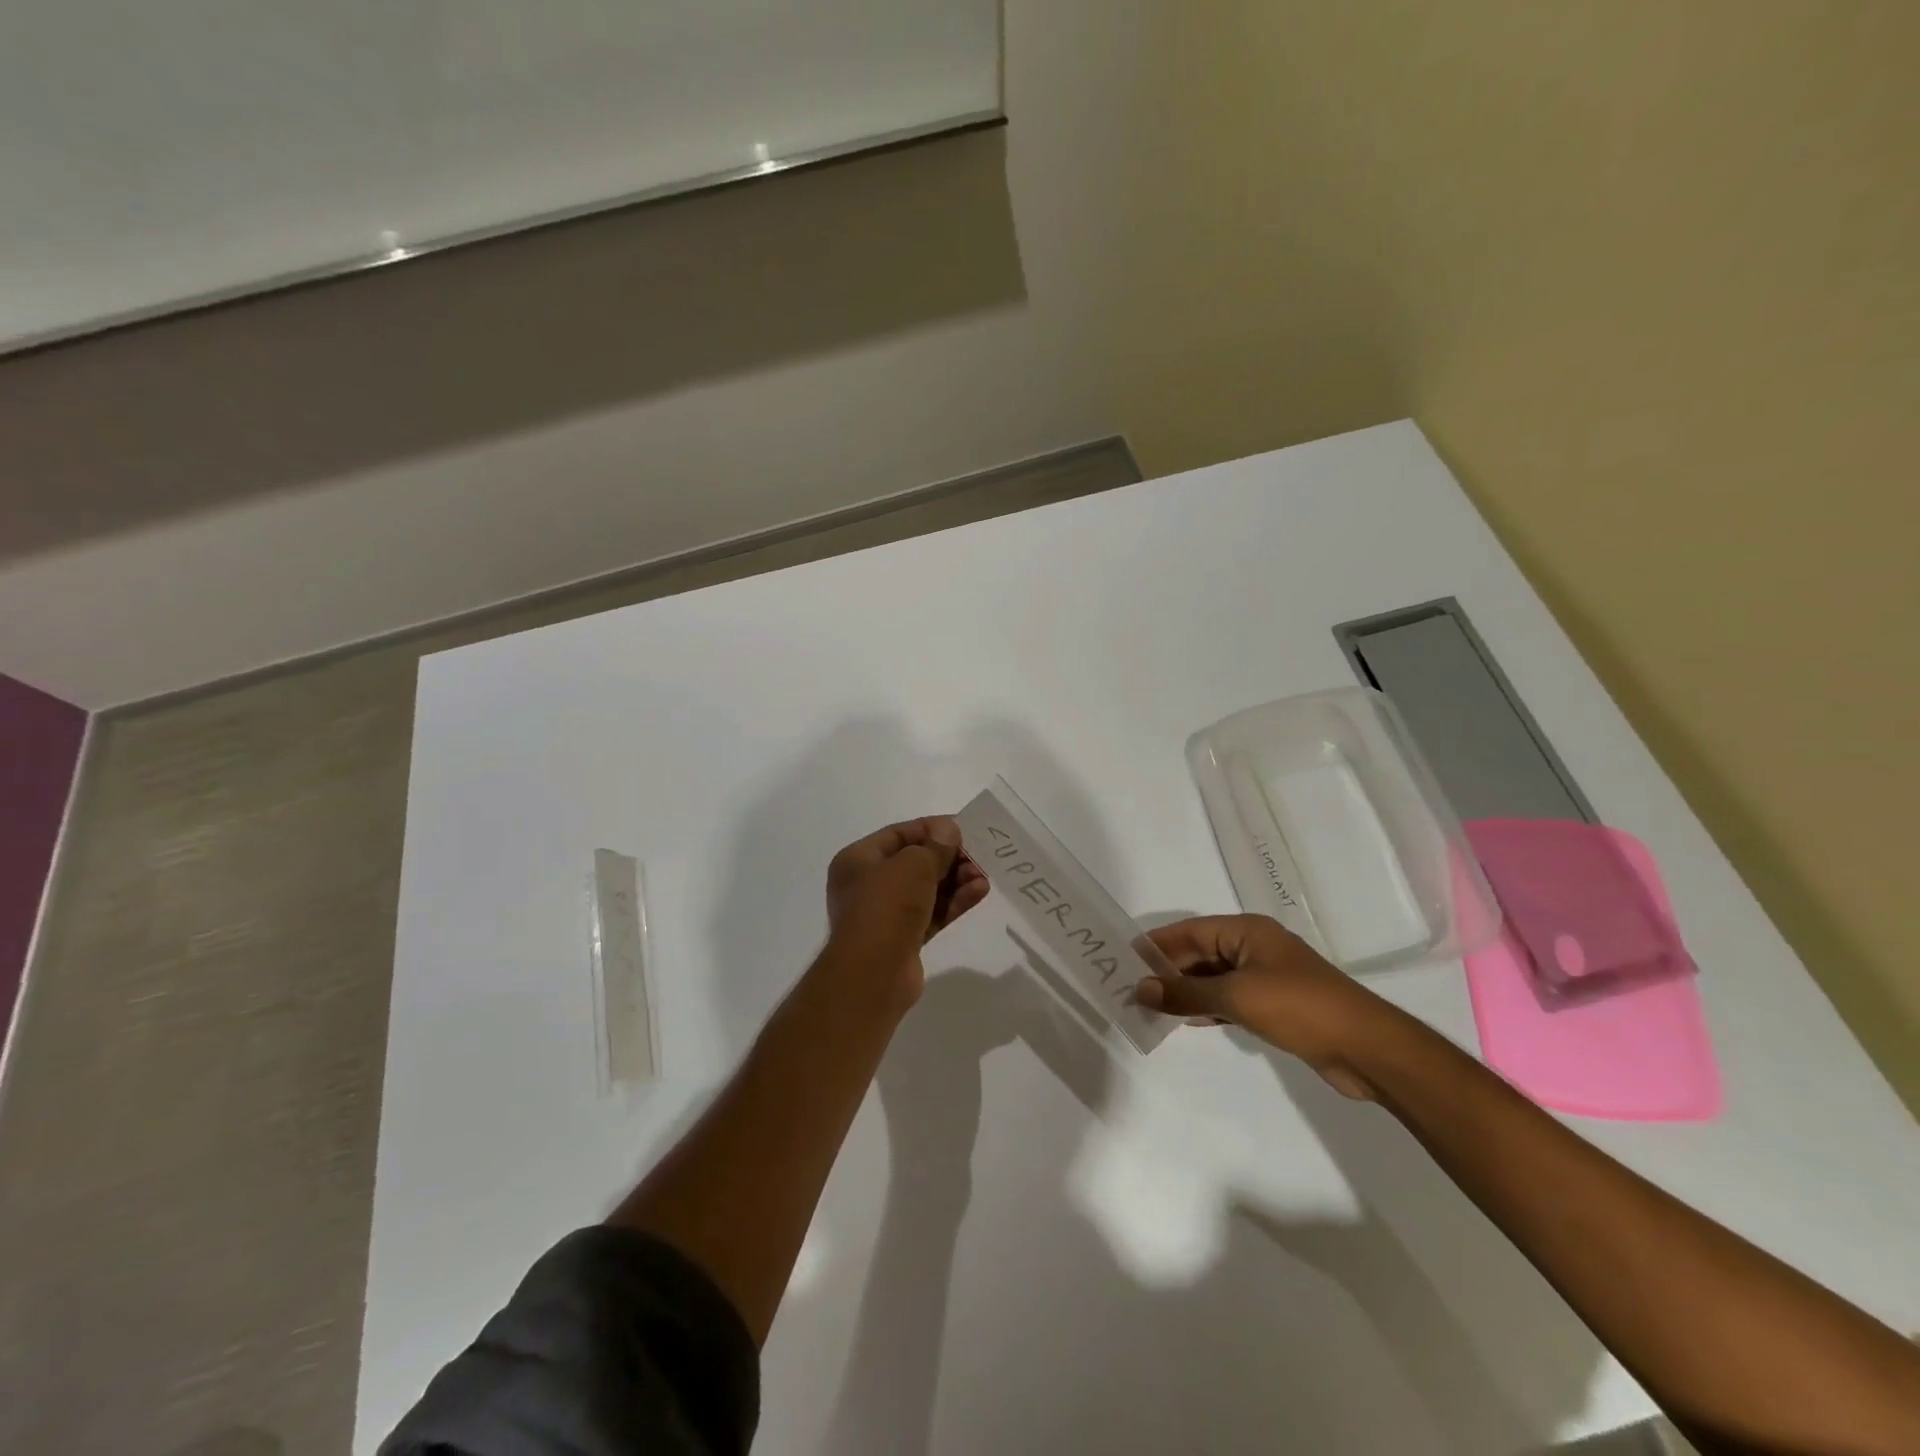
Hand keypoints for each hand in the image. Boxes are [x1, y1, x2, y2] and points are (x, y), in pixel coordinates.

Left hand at [824, 817, 988, 1008]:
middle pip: (915, 862)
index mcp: (858, 860)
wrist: (873, 974)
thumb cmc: (886, 906)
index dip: (932, 828)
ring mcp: (886, 914)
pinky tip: (979, 892)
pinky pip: (933, 913)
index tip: (963, 828)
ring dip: (956, 880)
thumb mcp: (914, 865)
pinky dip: (954, 902)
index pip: (899, 834)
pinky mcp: (904, 939)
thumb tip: (948, 829)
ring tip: (983, 875)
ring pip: (927, 889)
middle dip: (948, 858)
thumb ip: (936, 845)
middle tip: (978, 855)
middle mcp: (868, 885)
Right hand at [1136, 914, 1397, 1099]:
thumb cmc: (1299, 1007)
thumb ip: (1185, 993)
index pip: (1189, 932)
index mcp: (1246, 931)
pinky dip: (1207, 1007)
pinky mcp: (1274, 1004)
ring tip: (1149, 1007)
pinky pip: (1229, 998)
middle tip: (1131, 989)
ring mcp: (1265, 976)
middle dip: (1167, 971)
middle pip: (1200, 953)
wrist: (1367, 1048)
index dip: (1156, 944)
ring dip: (1185, 991)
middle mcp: (1253, 947)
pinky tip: (1187, 1021)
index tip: (1123, 959)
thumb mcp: (1236, 997)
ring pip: (1213, 978)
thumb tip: (1140, 988)